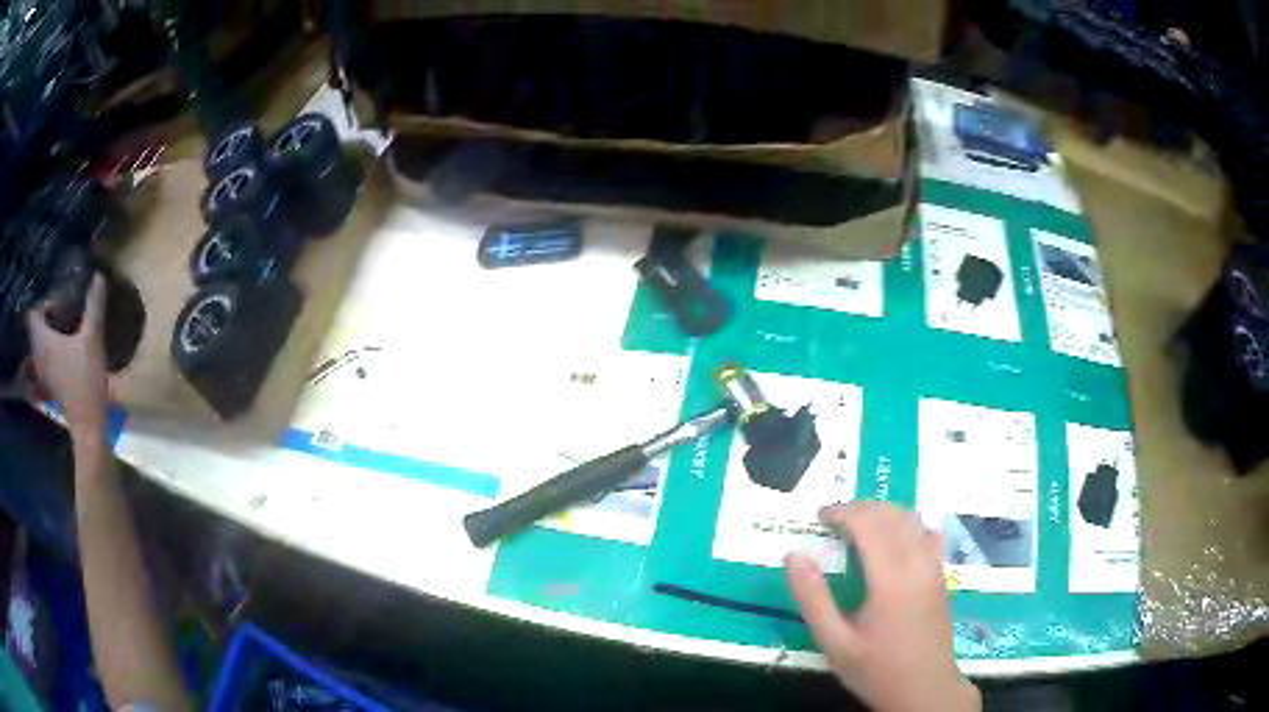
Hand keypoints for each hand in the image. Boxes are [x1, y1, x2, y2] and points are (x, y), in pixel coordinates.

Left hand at [25, 274, 109, 441]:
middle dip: (42, 311)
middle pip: (34, 326)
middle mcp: (38, 354)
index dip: (40, 298)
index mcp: (43, 341)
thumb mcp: (93, 339)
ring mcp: (42, 370)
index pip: (32, 312)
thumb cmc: (86, 381)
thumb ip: (94, 306)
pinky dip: (49, 343)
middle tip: (57, 298)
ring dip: (46, 328)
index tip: (52, 290)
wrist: (88, 426)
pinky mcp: (49, 380)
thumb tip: (98, 274)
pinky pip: (43, 354)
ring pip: (38, 341)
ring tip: (60, 315)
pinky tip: (61, 339)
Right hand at [785, 502, 978, 711]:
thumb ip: (813, 598)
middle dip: (861, 508)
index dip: (843, 512)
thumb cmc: (876, 669)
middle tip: (833, 520)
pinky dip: (906, 525)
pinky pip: (927, 533)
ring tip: (858, 526)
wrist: (925, 689)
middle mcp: (917, 562)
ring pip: (912, 519)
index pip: (869, 523)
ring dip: (884, 513)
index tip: (819, 516)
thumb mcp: (835, 643)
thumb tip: (793, 555)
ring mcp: (933, 567)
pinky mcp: (941, 575)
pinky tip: (893, 540)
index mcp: (890, 578)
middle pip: (892, 514)